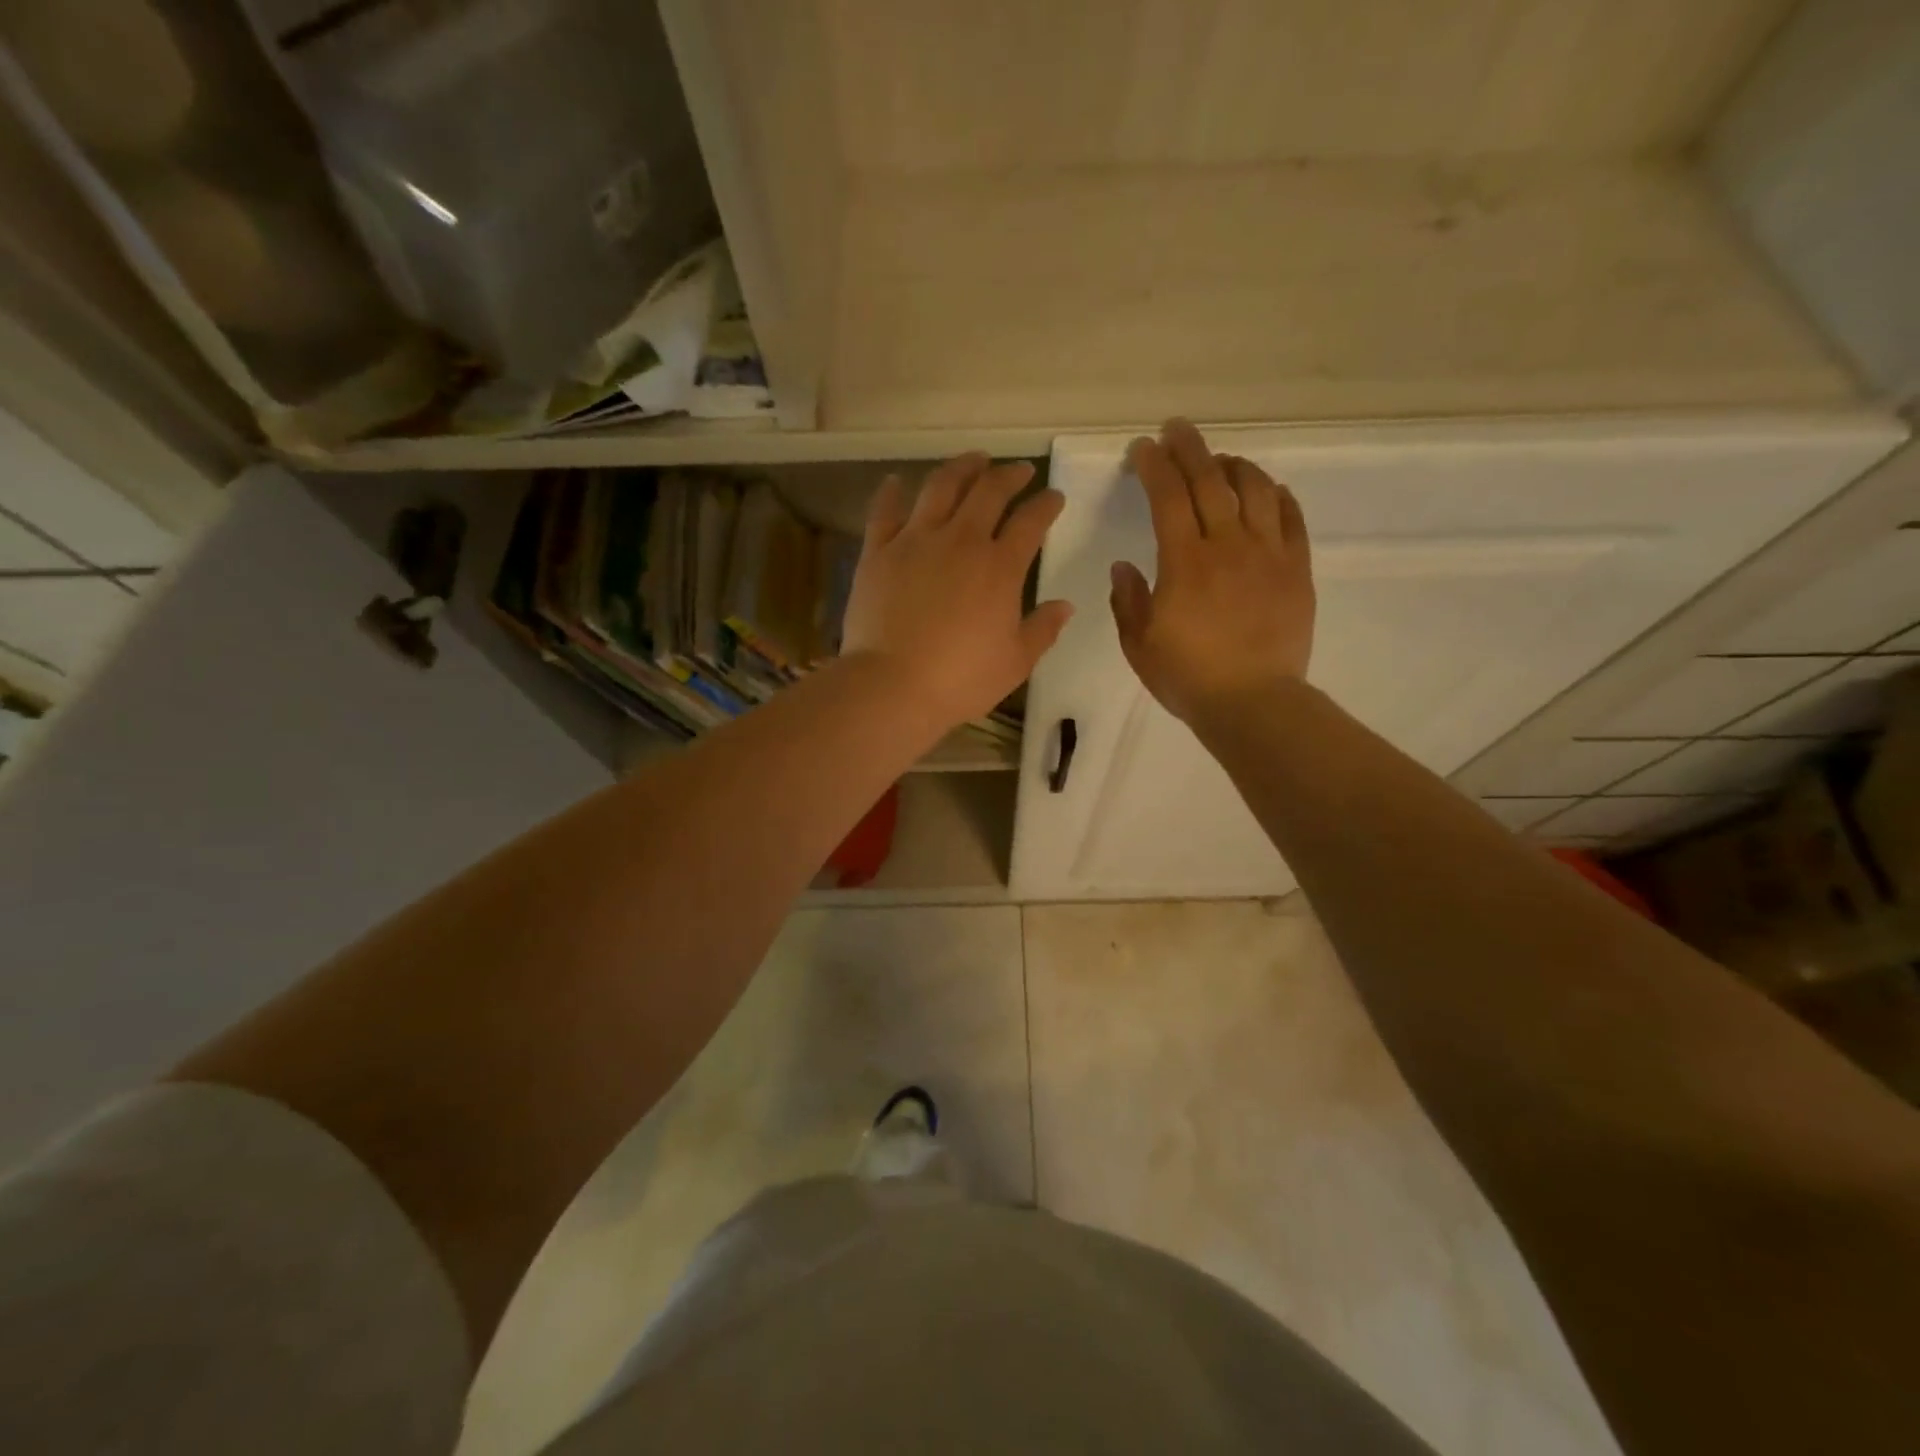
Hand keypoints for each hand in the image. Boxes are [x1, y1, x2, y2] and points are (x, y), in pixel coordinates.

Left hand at [842, 452, 1072, 729]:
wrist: (893, 686)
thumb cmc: (961, 680)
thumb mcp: (1015, 662)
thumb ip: (1042, 629)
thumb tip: (1065, 605)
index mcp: (1000, 567)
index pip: (1032, 521)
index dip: (1046, 504)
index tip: (1054, 497)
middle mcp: (960, 540)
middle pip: (989, 491)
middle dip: (1009, 475)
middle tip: (1019, 471)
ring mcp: (915, 540)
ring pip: (941, 487)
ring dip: (961, 468)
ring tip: (973, 460)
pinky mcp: (878, 551)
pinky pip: (885, 511)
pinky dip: (893, 492)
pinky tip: (898, 481)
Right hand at [1110, 419, 1315, 726]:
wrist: (1253, 703)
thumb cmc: (1188, 677)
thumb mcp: (1139, 644)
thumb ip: (1128, 600)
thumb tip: (1124, 565)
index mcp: (1184, 562)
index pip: (1167, 497)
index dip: (1153, 466)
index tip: (1142, 448)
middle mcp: (1228, 545)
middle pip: (1210, 480)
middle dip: (1190, 448)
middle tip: (1177, 429)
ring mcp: (1268, 553)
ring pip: (1255, 489)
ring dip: (1235, 465)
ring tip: (1221, 459)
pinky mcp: (1296, 569)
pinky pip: (1291, 517)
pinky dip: (1276, 495)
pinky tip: (1267, 489)